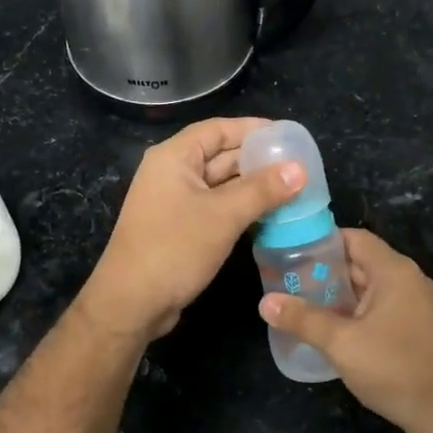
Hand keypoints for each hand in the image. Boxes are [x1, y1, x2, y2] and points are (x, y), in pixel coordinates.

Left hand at [79, 118, 305, 341]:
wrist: (132, 303)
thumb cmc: (174, 248)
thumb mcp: (224, 215)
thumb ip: (263, 189)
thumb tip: (301, 169)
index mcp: (174, 157)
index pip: (218, 129)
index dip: (254, 129)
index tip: (289, 136)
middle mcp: (172, 172)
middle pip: (220, 155)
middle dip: (258, 160)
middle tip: (299, 167)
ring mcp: (174, 202)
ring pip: (221, 185)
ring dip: (253, 187)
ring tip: (293, 190)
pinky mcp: (180, 227)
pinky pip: (216, 208)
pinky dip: (241, 209)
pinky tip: (270, 216)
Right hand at [259, 229, 432, 432]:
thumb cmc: (394, 368)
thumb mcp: (341, 343)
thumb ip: (302, 319)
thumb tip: (264, 302)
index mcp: (393, 271)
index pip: (354, 238)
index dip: (321, 241)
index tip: (290, 251)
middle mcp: (408, 280)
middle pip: (360, 262)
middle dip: (324, 270)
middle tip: (287, 281)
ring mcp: (415, 305)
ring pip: (369, 288)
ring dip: (338, 294)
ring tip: (301, 304)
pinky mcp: (417, 328)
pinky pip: (380, 308)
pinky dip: (355, 312)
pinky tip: (331, 329)